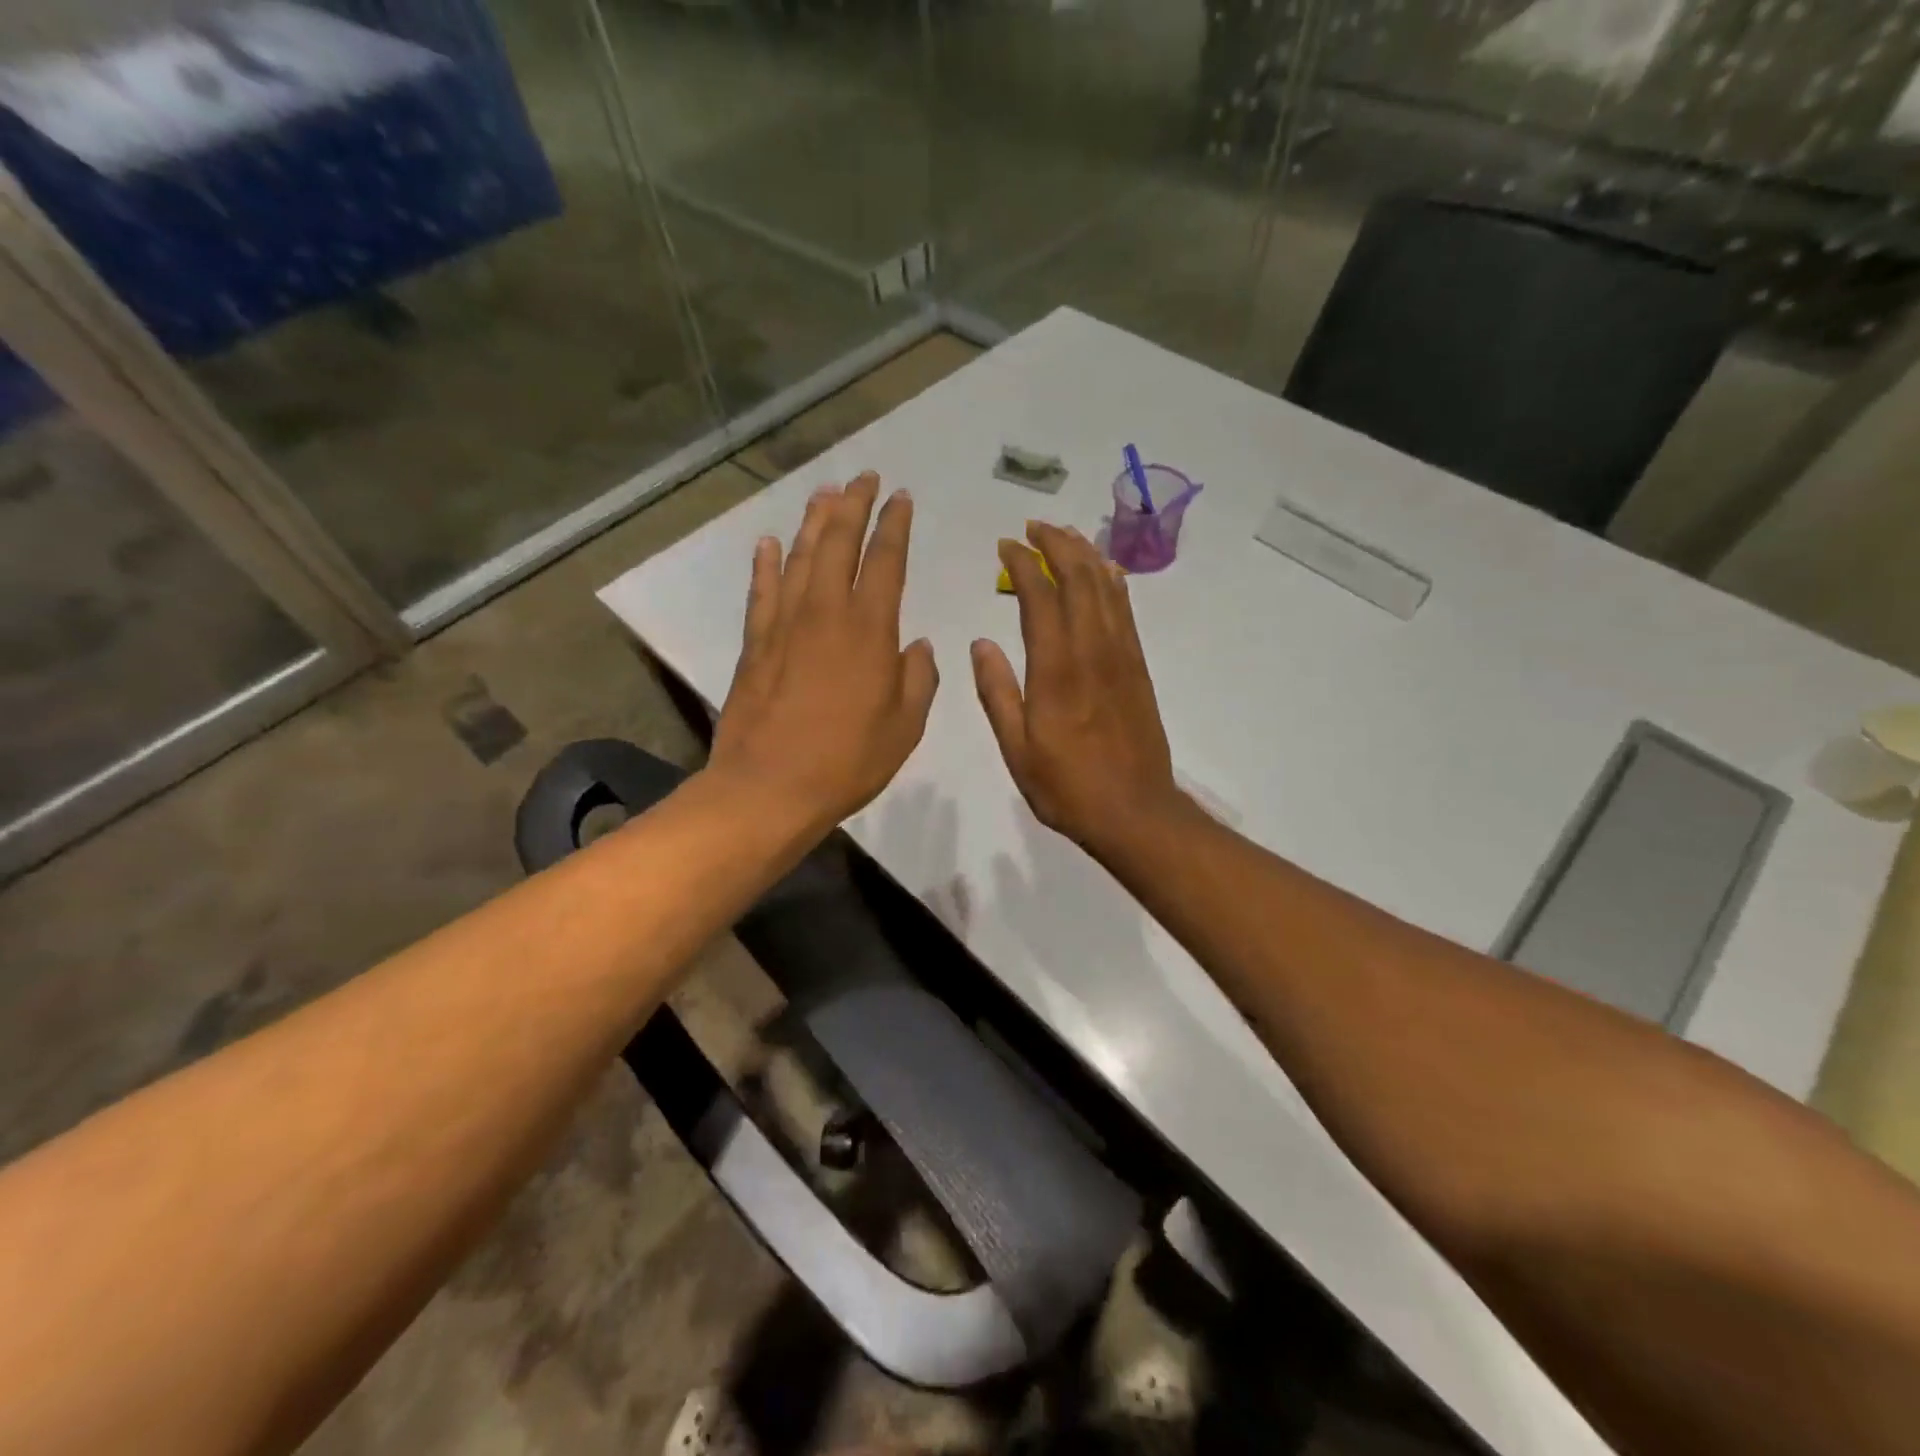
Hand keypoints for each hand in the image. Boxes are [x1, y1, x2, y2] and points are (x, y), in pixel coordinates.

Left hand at [708, 472, 937, 832]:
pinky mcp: (755, 643)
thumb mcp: (905, 727)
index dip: (894, 525)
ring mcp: (784, 624)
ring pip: (799, 557)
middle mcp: (826, 612)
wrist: (769, 787)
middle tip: (863, 478)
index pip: (885, 560)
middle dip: (853, 505)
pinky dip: (765, 564)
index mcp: (870, 630)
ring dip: (813, 521)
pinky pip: (762, 591)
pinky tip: (769, 543)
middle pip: (838, 542)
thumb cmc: (847, 761)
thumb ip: (918, 680)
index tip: (901, 498)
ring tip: (825, 494)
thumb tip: (917, 647)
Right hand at [972, 522, 1183, 851]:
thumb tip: (981, 643)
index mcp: (1056, 670)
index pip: (1039, 598)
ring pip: (1106, 588)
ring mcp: (1121, 656)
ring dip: (1085, 555)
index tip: (1005, 546)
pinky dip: (1113, 582)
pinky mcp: (1139, 667)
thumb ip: (997, 692)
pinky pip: (1126, 611)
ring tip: (1065, 536)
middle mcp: (1092, 651)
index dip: (1022, 564)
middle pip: (1078, 579)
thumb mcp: (1017, 748)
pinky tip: (1105, 570)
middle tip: (1034, 528)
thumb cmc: (1067, 786)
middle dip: (1056, 545)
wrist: (1134, 811)